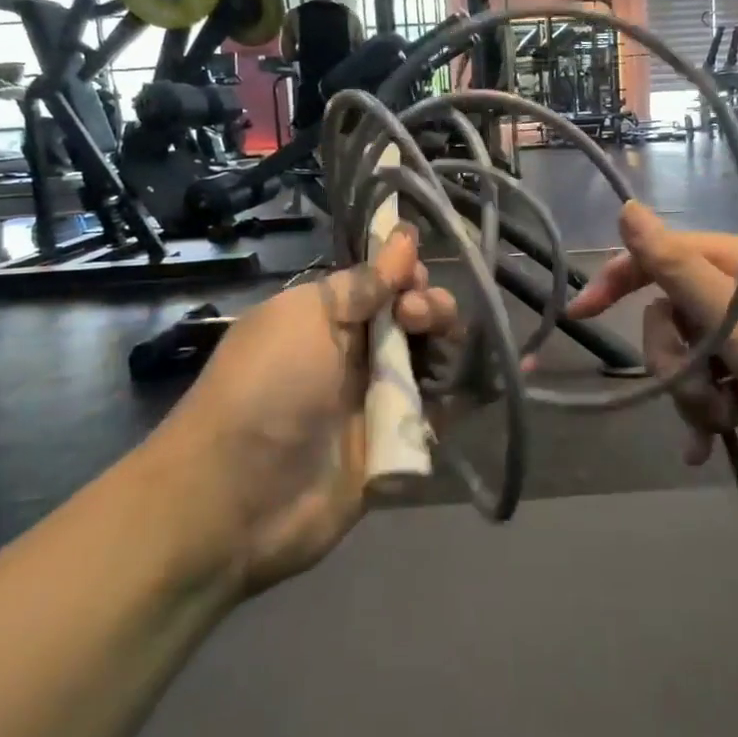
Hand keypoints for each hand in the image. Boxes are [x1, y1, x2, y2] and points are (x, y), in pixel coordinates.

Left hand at [155, 227, 457, 591]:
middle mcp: (355, 354)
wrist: (237, 499)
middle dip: (431, 309)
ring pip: (432, 361)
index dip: (408, 276)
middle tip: (421, 320)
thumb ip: (363, 283)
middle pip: (414, 320)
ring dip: (450, 347)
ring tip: (444, 351)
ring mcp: (377, 400)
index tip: (415, 280)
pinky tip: (499, 375)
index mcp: (326, 317)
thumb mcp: (306, 317)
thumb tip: (404, 237)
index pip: (383, 284)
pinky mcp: (397, 443)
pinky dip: (469, 393)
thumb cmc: (267, 388)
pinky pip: (441, 411)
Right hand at [570, 202, 737, 507]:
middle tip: (695, 390)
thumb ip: (676, 265)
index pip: (666, 255)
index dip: (621, 279)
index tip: (582, 314)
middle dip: (674, 358)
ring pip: (692, 354)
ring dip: (693, 392)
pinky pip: (716, 386)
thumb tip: (628, 207)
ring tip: (718, 424)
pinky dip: (708, 413)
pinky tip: (707, 447)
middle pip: (675, 313)